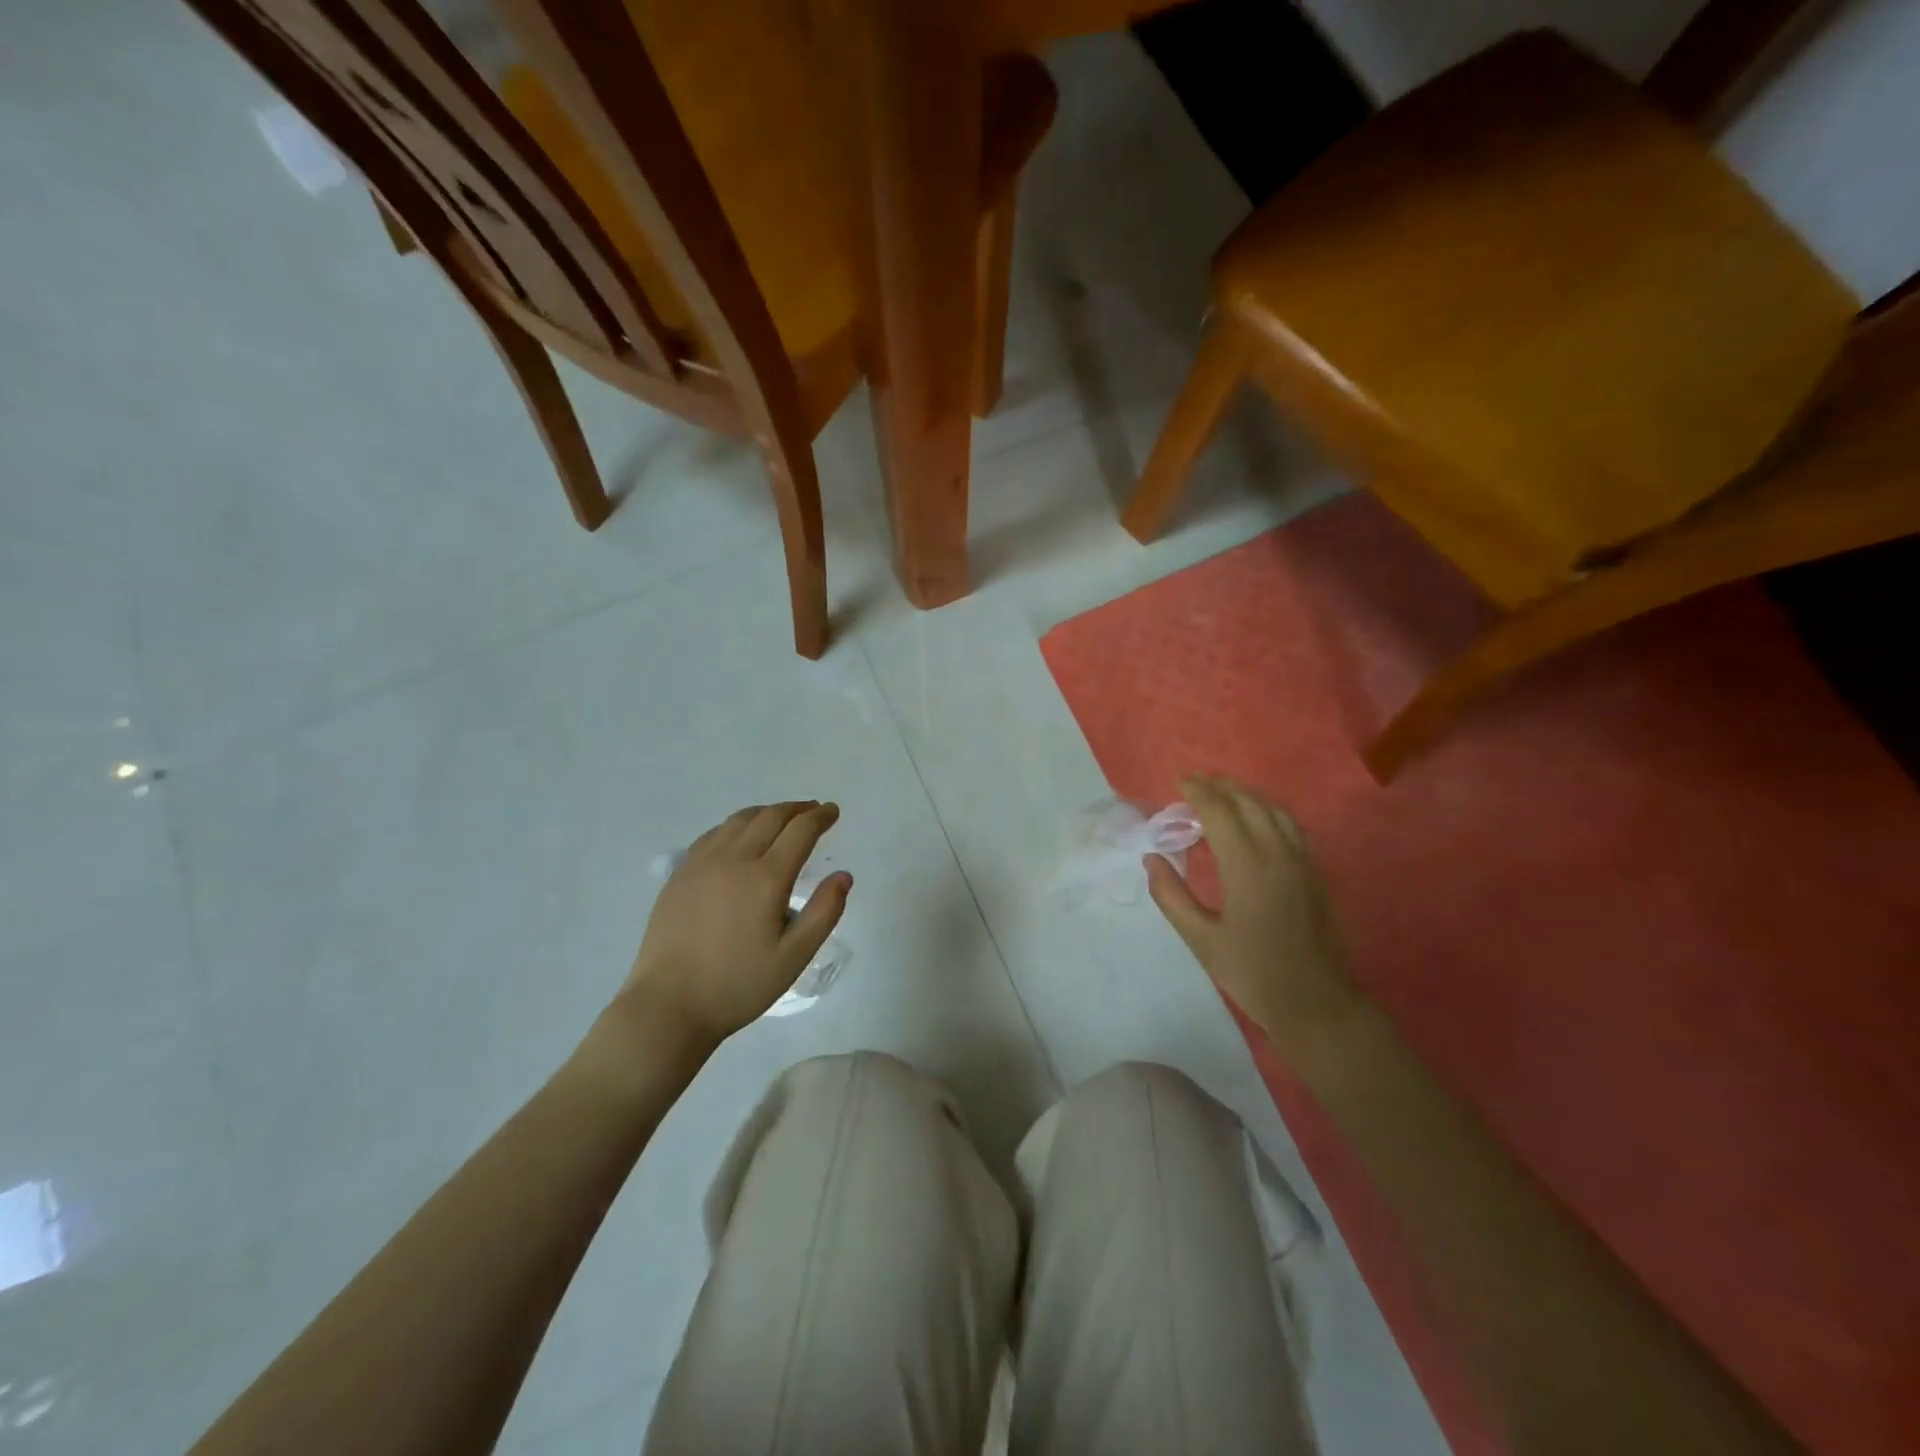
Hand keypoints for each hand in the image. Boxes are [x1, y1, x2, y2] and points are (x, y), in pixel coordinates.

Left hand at [619, 802, 851, 1047]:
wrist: (669, 1005)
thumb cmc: (738, 985)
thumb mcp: (794, 957)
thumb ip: (824, 913)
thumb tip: (843, 875)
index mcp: (766, 878)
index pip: (800, 831)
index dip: (820, 817)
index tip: (833, 811)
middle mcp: (734, 859)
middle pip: (770, 817)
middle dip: (797, 809)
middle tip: (814, 810)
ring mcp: (702, 863)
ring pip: (740, 820)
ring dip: (767, 812)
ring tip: (782, 817)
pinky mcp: (680, 874)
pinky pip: (714, 833)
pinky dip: (737, 824)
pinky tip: (741, 834)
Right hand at [1145, 774, 1364, 1052]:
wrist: (1317, 1003)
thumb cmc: (1253, 973)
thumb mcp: (1202, 940)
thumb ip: (1172, 896)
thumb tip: (1152, 860)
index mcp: (1247, 867)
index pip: (1220, 813)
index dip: (1199, 792)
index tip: (1179, 782)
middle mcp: (1278, 854)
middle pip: (1250, 803)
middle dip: (1222, 786)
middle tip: (1196, 781)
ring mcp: (1303, 862)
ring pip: (1275, 811)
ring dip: (1247, 795)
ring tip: (1224, 792)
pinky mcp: (1316, 874)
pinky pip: (1291, 826)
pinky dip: (1269, 811)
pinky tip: (1259, 820)